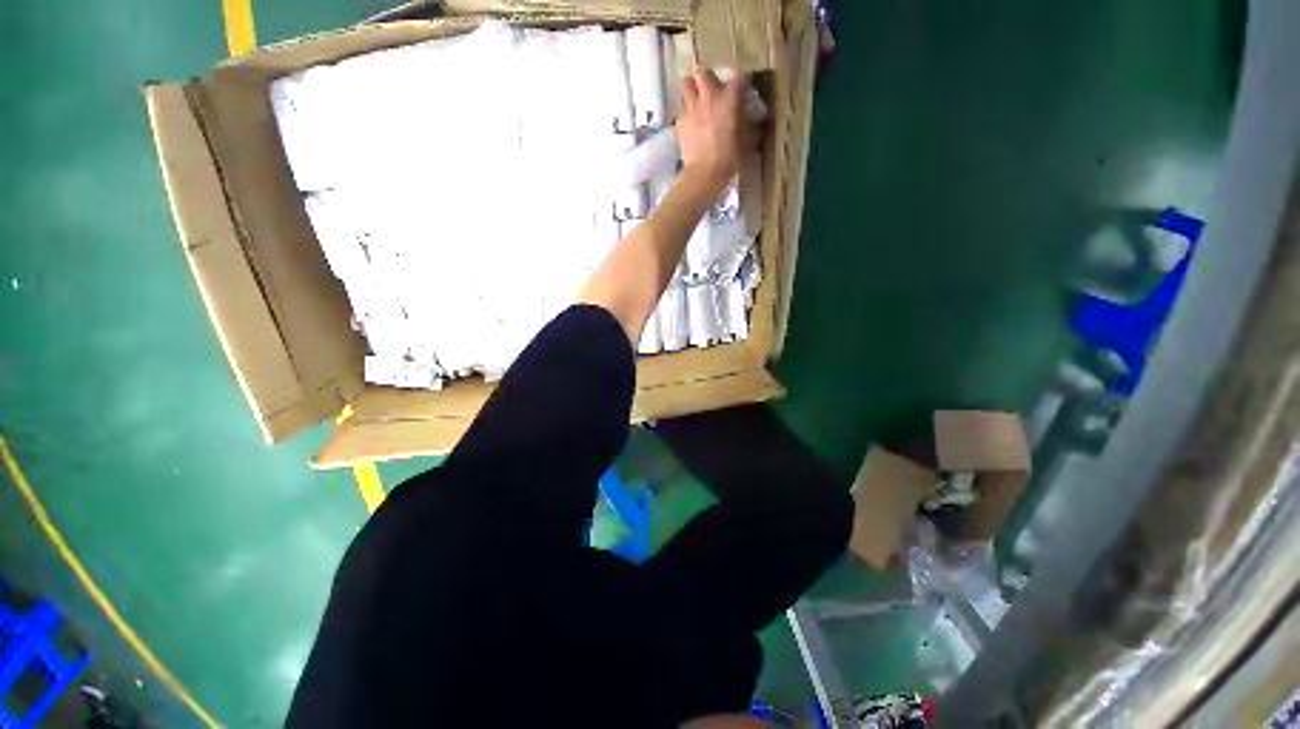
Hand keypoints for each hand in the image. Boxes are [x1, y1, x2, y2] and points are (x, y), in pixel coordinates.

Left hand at [677, 69, 748, 195]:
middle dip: (707, 78)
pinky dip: (685, 108)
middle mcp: (708, 96)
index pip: (738, 77)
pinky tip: (691, 119)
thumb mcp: (744, 139)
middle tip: (711, 90)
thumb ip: (744, 121)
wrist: (703, 174)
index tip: (742, 89)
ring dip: (692, 90)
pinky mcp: (680, 121)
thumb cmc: (728, 158)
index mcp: (729, 99)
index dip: (741, 81)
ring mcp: (691, 107)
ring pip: (686, 85)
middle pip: (703, 72)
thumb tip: (744, 114)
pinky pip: (680, 105)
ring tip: (697, 102)